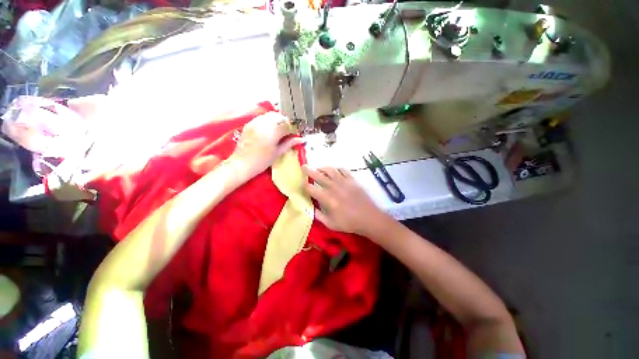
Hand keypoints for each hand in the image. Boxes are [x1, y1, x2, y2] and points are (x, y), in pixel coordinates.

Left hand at [229, 112, 302, 180]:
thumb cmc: (261, 161)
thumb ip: (289, 143)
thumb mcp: (277, 153)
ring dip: (278, 120)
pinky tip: (270, 129)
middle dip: (286, 123)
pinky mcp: (249, 124)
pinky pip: (262, 117)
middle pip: (280, 117)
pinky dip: (269, 120)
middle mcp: (264, 124)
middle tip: (289, 131)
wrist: (242, 164)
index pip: (287, 126)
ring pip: (270, 115)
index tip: (297, 134)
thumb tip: (301, 140)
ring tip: (280, 129)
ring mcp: (255, 122)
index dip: (294, 129)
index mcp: (273, 132)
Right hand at [302, 166, 393, 237]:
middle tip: (304, 167)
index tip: (301, 183)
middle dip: (309, 171)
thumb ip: (318, 215)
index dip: (304, 185)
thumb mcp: (330, 224)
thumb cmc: (349, 223)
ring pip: (330, 170)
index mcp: (327, 199)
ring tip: (318, 168)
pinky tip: (334, 170)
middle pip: (318, 176)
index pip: (311, 188)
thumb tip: (309, 207)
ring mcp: (344, 182)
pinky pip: (342, 170)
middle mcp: (334, 188)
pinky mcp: (352, 180)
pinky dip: (336, 168)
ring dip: (322, 168)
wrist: (369, 218)